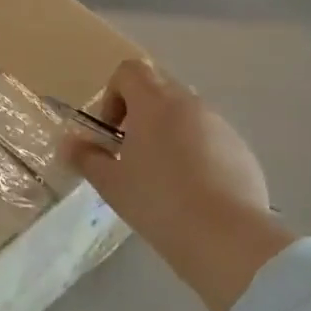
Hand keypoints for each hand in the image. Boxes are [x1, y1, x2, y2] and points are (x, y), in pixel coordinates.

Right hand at [65, 60, 296, 310]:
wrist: (228, 239)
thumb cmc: (159, 202)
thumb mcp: (111, 184)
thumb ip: (86, 158)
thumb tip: (67, 143)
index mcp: (155, 103)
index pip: (130, 71)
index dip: (113, 95)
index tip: (111, 132)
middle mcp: (190, 104)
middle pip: (158, 91)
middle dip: (140, 115)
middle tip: (131, 156)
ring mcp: (221, 126)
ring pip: (186, 116)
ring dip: (169, 135)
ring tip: (163, 180)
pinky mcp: (242, 152)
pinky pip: (211, 140)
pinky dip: (196, 155)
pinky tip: (194, 195)